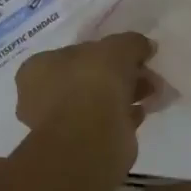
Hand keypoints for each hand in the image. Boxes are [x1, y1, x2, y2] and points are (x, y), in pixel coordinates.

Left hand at [14, 32, 157, 135]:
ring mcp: (57, 125)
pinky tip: (141, 113)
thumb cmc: (93, 83)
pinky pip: (103, 124)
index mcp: (38, 68)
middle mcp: (40, 96)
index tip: (131, 56)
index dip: (106, 52)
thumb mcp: (118, 48)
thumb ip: (132, 43)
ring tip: (152, 94)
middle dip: (120, 75)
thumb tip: (145, 46)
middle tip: (147, 76)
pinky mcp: (77, 146)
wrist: (89, 140)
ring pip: (96, 102)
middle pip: (87, 77)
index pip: (74, 53)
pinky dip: (122, 117)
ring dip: (124, 96)